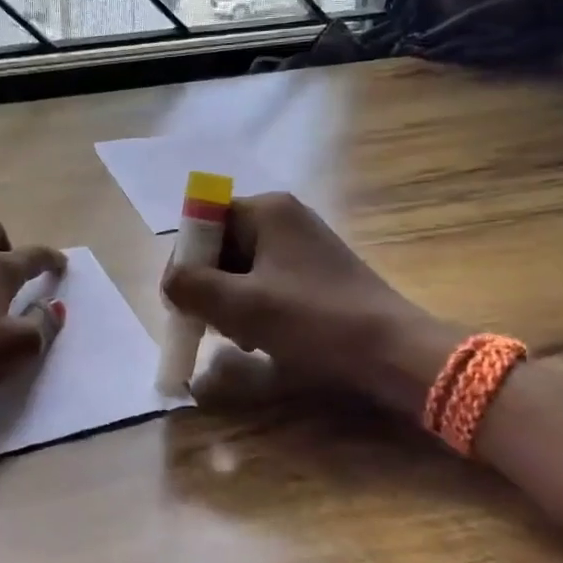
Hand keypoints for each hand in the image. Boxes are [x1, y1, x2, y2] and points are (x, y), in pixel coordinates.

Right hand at [161, 193, 449, 409]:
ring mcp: (303, 244)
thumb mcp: (241, 306)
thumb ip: (191, 287)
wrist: (393, 352)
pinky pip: (267, 282)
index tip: (181, 302)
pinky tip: (261, 339)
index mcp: (266, 210)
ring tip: (239, 337)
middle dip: (209, 287)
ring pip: (242, 268)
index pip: (203, 223)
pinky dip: (255, 308)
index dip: (185, 261)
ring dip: (229, 302)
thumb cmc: (313, 321)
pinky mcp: (316, 272)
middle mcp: (284, 217)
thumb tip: (169, 283)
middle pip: (222, 246)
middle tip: (208, 325)